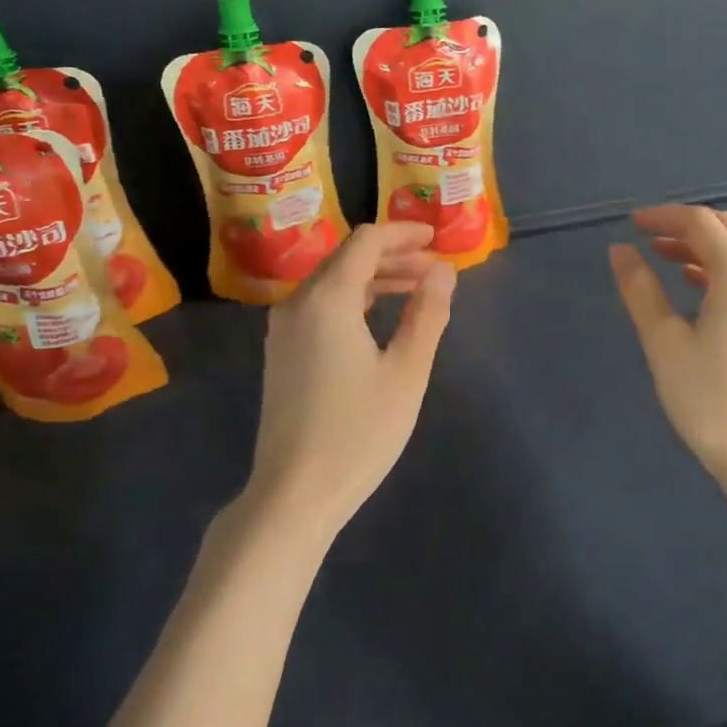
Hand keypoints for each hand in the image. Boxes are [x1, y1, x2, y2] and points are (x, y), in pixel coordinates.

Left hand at [247, 222, 455, 541]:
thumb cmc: (358, 432)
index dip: (403, 233)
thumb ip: (426, 314)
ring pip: (333, 281)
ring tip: (416, 288)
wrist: (293, 493)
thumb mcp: (406, 372)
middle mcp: (298, 302)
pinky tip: (379, 316)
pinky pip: (320, 304)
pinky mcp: (282, 351)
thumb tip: (444, 270)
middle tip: (435, 267)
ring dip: (375, 277)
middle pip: (347, 257)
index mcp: (327, 299)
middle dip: (393, 254)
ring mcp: (284, 328)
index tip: (436, 237)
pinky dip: (354, 298)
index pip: (366, 241)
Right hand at [609, 206, 726, 489]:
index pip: (700, 222)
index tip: (630, 224)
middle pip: (724, 229)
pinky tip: (691, 283)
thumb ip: (640, 289)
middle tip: (643, 236)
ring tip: (659, 256)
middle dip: (682, 225)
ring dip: (699, 245)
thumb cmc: (710, 398)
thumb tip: (619, 250)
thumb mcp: (664, 342)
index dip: (663, 216)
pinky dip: (716, 267)